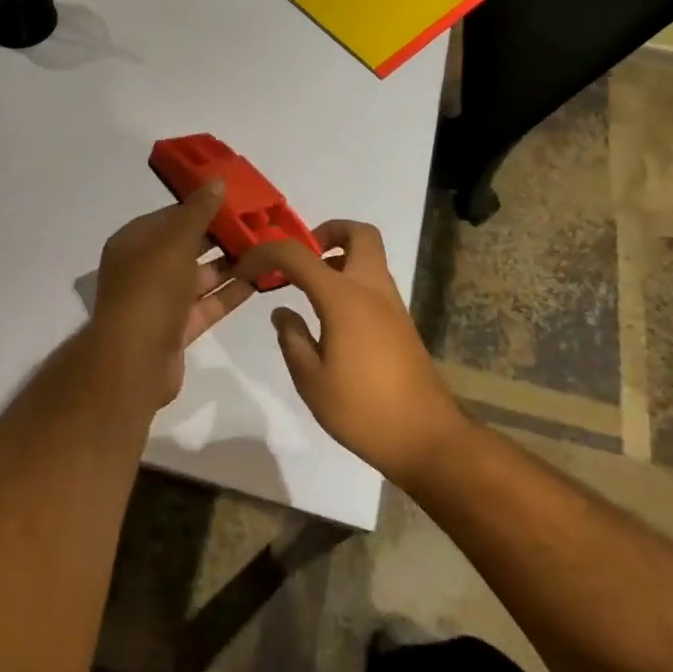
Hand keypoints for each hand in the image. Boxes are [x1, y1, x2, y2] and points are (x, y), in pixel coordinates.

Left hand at [90, 181, 252, 407]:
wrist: (134, 362)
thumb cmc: (151, 291)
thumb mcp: (175, 242)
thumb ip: (198, 212)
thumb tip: (216, 181)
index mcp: (133, 243)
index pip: (170, 217)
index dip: (201, 207)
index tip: (235, 201)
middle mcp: (144, 269)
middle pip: (186, 246)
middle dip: (219, 237)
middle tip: (257, 225)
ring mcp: (159, 302)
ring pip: (198, 277)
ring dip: (229, 265)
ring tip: (265, 250)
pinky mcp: (176, 329)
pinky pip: (206, 305)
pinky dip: (229, 294)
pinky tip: (259, 281)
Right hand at [235, 221, 467, 486]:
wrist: (426, 438)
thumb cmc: (362, 410)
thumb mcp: (311, 381)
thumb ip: (292, 339)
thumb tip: (282, 312)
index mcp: (344, 298)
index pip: (299, 255)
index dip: (267, 253)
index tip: (246, 268)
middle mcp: (372, 289)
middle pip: (359, 233)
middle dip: (326, 233)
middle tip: (300, 260)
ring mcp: (392, 305)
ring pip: (369, 257)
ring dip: (339, 258)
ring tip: (307, 291)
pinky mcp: (401, 323)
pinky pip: (374, 283)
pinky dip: (350, 282)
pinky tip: (330, 318)